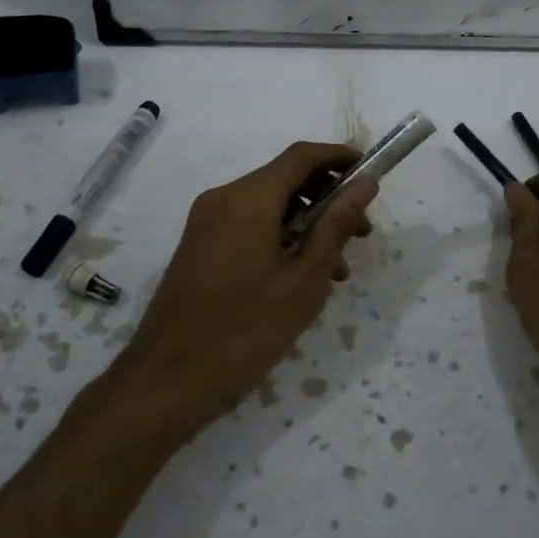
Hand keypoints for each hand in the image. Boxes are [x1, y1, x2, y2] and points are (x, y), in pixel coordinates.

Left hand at [114, 142, 377, 431]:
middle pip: (284, 178)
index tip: (371, 174)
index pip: (302, 156)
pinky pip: (248, 223)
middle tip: (361, 234)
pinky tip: (299, 277)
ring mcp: (205, 221)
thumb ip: (336, 226)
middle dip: (327, 197)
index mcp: (248, 200)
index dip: (340, 157)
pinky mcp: (199, 244)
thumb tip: (364, 184)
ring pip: (268, 204)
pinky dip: (280, 235)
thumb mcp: (304, 281)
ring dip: (306, 222)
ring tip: (336, 269)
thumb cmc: (244, 332)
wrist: (167, 381)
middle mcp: (223, 198)